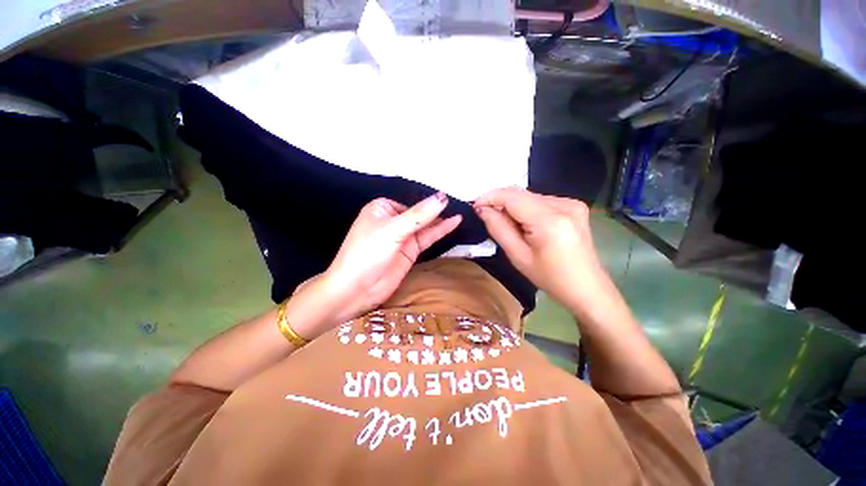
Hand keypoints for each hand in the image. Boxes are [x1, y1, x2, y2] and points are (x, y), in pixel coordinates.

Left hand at [322, 193, 461, 323]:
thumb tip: (442, 198)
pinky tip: (453, 223)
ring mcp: (402, 237)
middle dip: (437, 209)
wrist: (356, 289)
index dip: (429, 200)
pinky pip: (427, 238)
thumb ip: (419, 215)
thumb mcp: (393, 230)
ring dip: (441, 220)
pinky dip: (440, 231)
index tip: (449, 194)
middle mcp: (393, 220)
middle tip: (460, 203)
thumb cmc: (367, 252)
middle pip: (419, 213)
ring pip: (425, 226)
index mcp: (383, 208)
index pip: (411, 201)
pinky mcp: (410, 252)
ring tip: (460, 213)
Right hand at [473, 187, 605, 310]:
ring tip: (509, 226)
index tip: (475, 205)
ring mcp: (572, 203)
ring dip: (514, 207)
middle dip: (501, 202)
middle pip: (522, 194)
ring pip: (530, 197)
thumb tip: (482, 209)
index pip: (513, 196)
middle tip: (487, 217)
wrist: (586, 287)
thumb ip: (499, 229)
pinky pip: (541, 201)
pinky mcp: (575, 206)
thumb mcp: (518, 257)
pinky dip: (527, 209)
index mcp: (550, 221)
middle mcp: (564, 204)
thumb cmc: (549, 278)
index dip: (490, 197)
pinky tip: (527, 225)